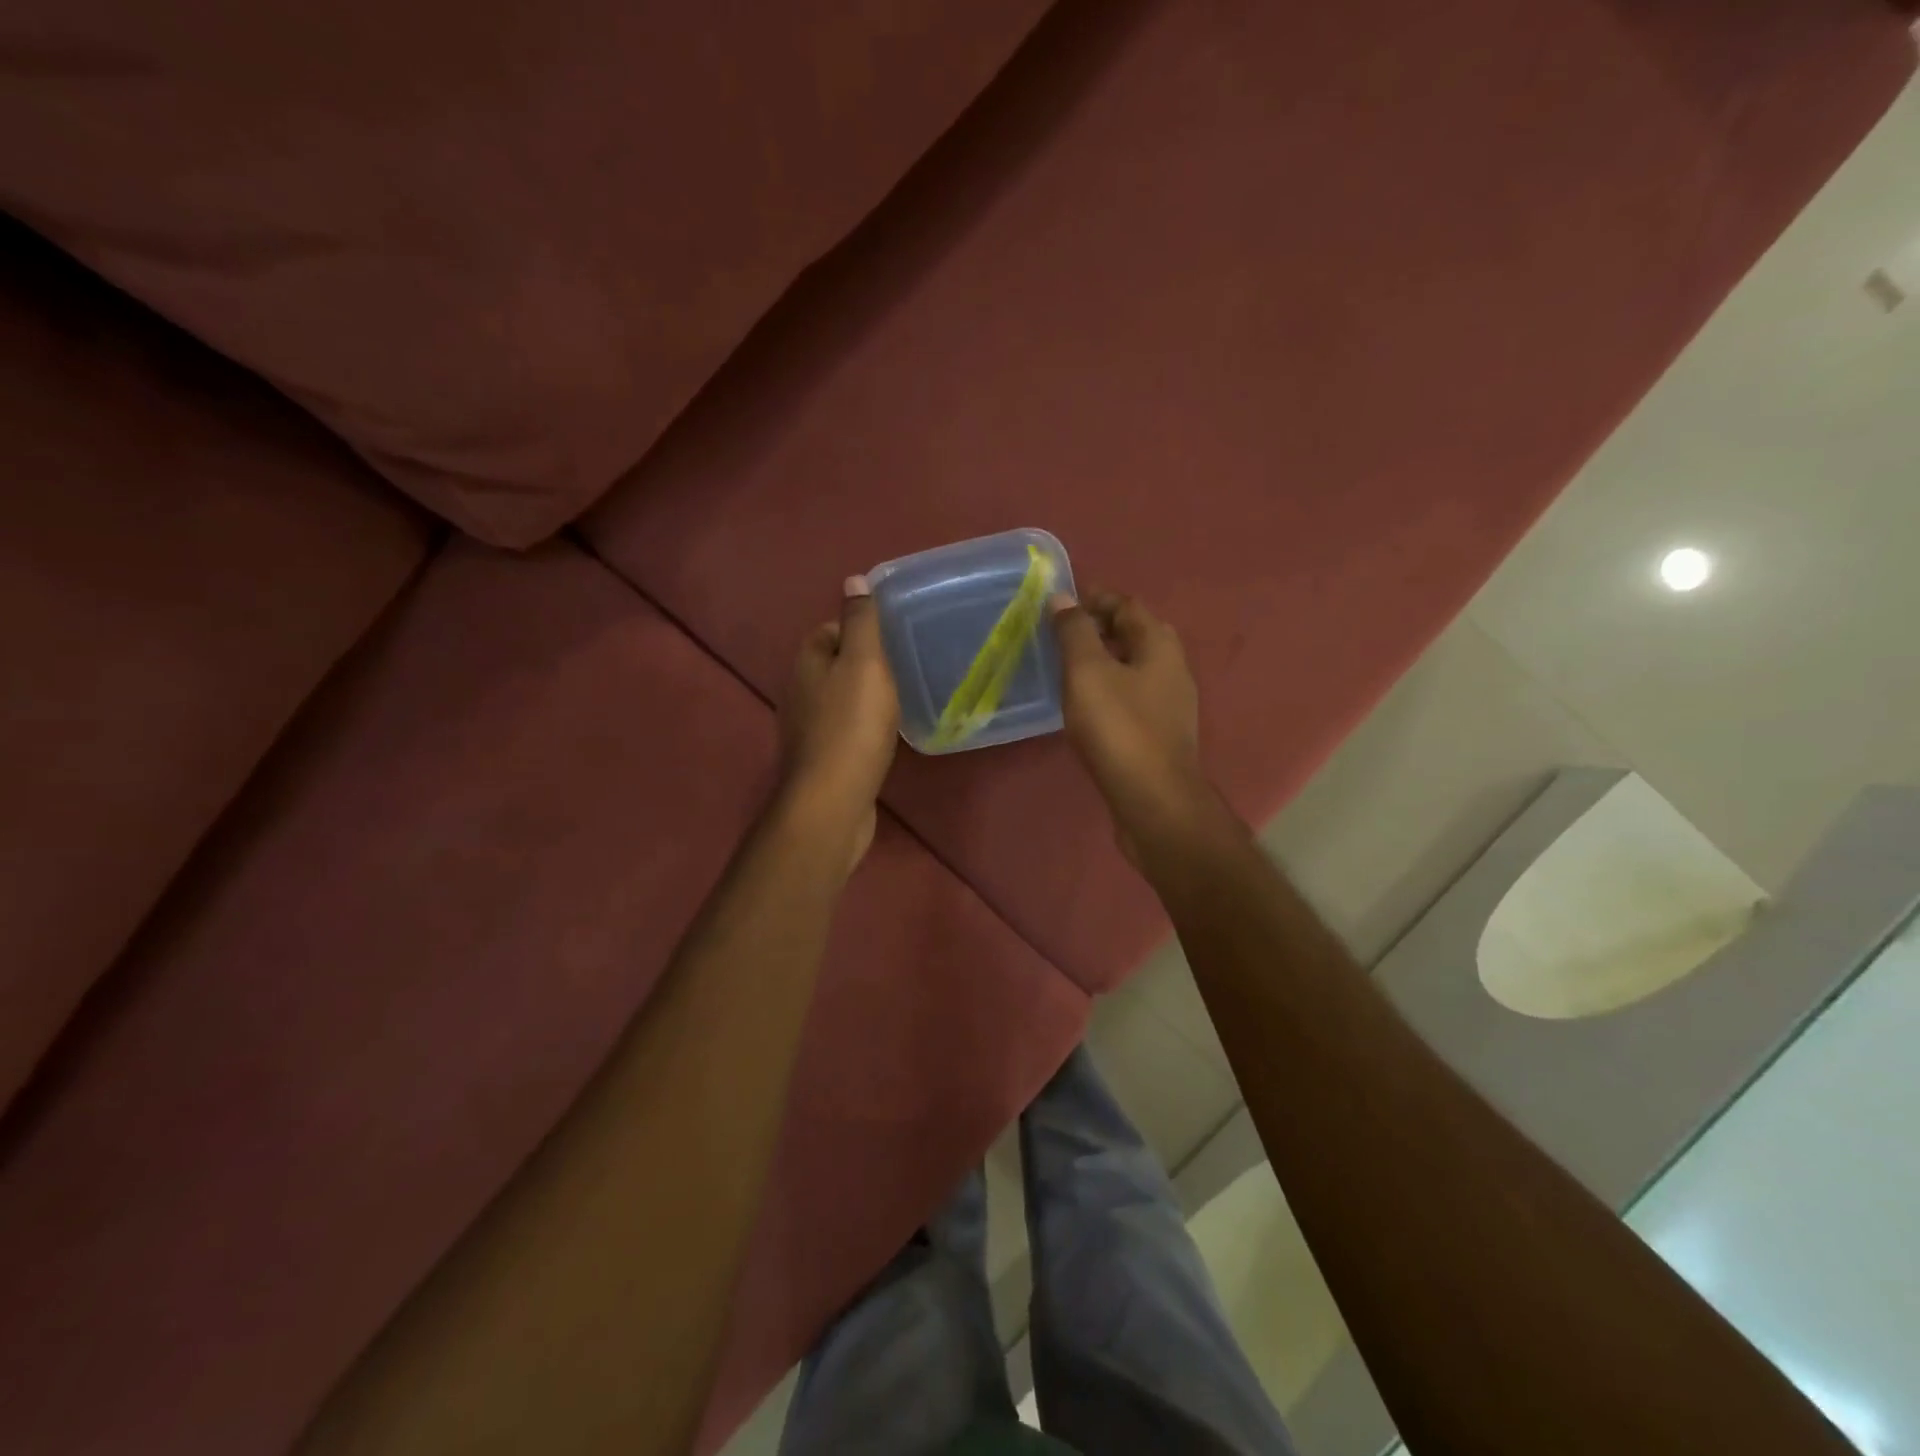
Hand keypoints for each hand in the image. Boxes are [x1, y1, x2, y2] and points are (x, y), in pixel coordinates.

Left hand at [777, 576, 899, 871]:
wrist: (833, 800)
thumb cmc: (852, 725)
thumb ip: (861, 621)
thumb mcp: (864, 662)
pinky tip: (884, 737)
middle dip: (864, 664)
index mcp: (807, 663)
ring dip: (864, 698)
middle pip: (834, 666)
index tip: (893, 637)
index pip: (829, 631)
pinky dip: (862, 729)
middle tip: (904, 667)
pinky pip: (844, 732)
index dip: (859, 629)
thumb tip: (853, 579)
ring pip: (839, 700)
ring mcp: (807, 730)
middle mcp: (800, 693)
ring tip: (901, 700)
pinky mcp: (821, 761)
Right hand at [1050, 591, 1206, 855]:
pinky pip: (1133, 697)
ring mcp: (1170, 704)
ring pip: (1135, 667)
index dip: (1096, 598)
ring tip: (1068, 667)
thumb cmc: (1119, 729)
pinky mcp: (1161, 734)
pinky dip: (1109, 689)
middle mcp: (1172, 668)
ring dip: (1104, 660)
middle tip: (1063, 633)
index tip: (1062, 602)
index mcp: (1159, 644)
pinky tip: (1086, 706)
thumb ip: (1075, 632)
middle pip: (1135, 634)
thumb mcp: (1088, 672)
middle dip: (1101, 627)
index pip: (1127, 605)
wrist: (1153, 800)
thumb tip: (1063, 599)